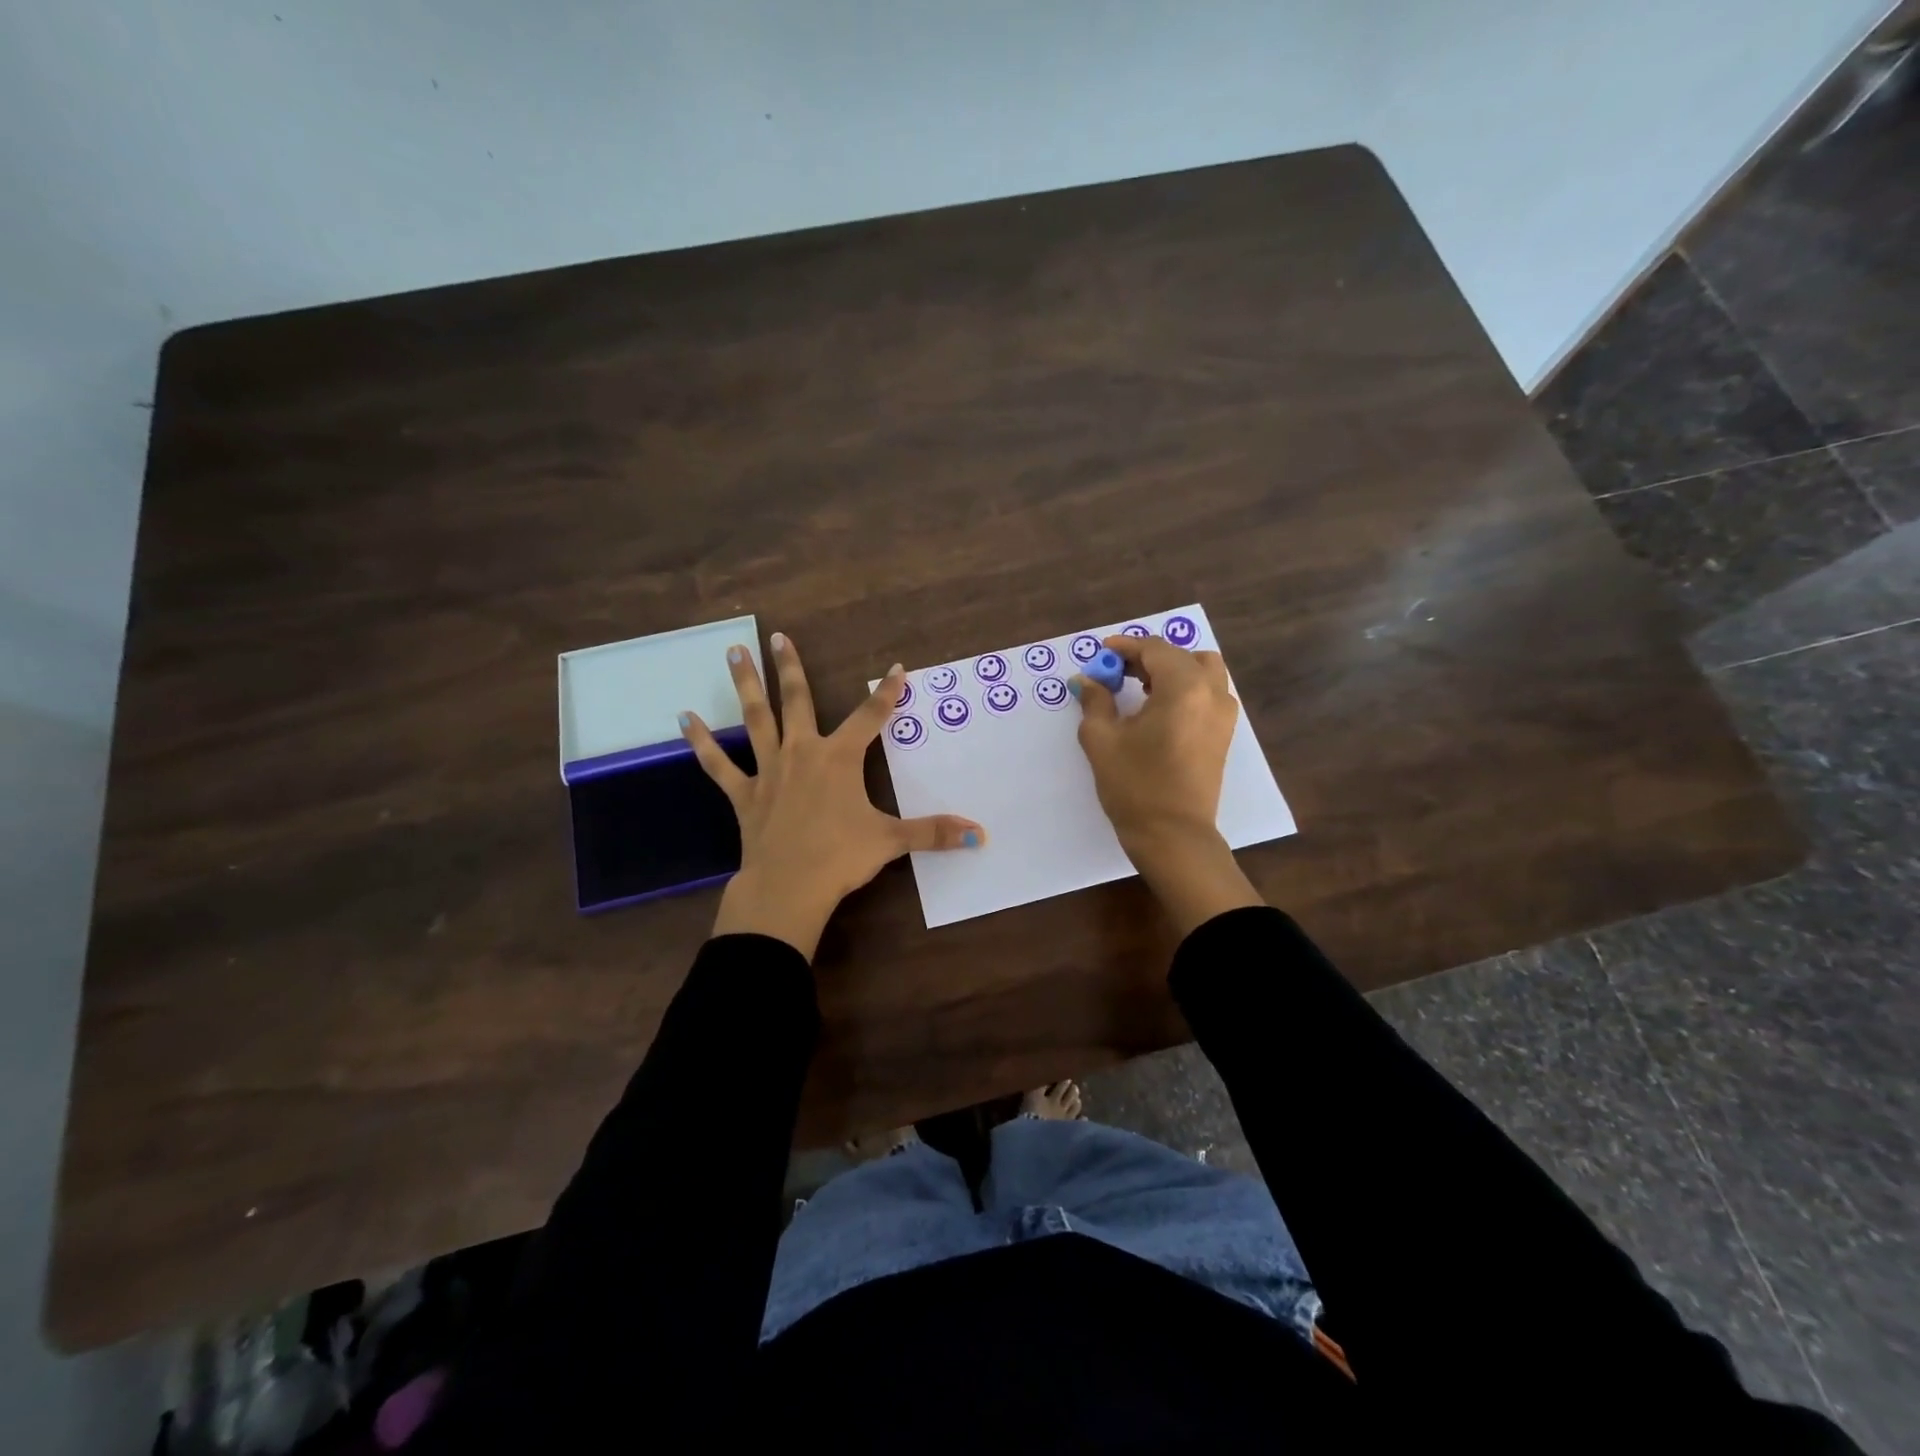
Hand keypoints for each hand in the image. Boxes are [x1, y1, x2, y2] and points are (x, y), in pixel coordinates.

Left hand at [681, 632, 986, 958]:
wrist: (788, 886)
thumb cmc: (841, 857)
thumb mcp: (892, 841)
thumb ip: (935, 833)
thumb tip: (981, 836)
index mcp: (839, 758)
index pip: (871, 717)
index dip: (887, 693)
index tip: (897, 669)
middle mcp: (802, 753)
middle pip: (797, 700)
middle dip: (790, 667)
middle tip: (777, 635)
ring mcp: (769, 771)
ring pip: (756, 719)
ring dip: (745, 685)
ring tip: (734, 652)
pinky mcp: (743, 794)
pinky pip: (719, 764)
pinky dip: (702, 742)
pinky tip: (685, 719)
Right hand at [1073, 635, 1262, 934]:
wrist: (1173, 835)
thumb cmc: (1135, 786)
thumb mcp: (1102, 740)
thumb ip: (1095, 701)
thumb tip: (1087, 680)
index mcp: (1184, 688)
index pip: (1155, 649)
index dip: (1125, 647)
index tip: (1101, 653)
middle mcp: (1211, 693)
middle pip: (1182, 655)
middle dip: (1148, 657)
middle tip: (1117, 672)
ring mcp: (1224, 714)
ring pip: (1202, 671)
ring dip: (1172, 670)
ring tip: (1140, 688)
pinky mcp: (1224, 734)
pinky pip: (1208, 693)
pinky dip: (1186, 688)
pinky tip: (1159, 709)